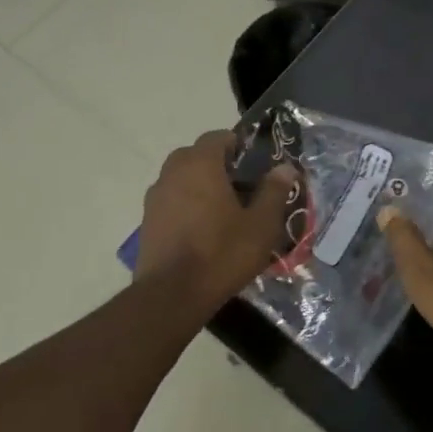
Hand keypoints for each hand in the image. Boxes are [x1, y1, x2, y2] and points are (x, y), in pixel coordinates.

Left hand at [136, 131, 297, 305]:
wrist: (171, 294)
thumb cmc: (222, 253)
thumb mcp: (260, 225)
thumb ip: (274, 191)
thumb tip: (285, 167)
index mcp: (200, 164)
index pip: (217, 137)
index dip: (237, 145)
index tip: (254, 165)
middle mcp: (172, 171)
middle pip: (196, 156)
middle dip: (218, 166)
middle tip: (242, 189)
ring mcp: (155, 196)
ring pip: (181, 178)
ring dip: (200, 186)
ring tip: (223, 212)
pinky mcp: (147, 220)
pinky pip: (171, 201)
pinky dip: (186, 206)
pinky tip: (202, 231)